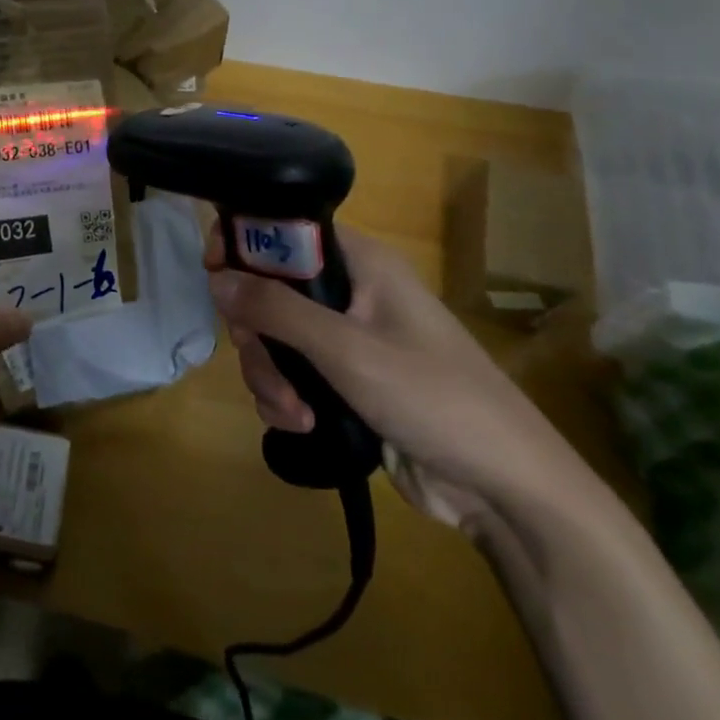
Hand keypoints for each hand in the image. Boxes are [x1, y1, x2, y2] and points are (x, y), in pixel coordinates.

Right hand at [207, 225, 597, 534]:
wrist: (504, 488)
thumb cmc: (434, 398)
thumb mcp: (347, 350)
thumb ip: (276, 309)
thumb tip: (216, 278)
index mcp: (361, 264)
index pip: (286, 230)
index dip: (245, 245)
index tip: (215, 274)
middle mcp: (350, 293)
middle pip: (269, 290)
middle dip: (256, 332)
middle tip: (262, 359)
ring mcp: (346, 339)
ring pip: (273, 337)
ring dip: (269, 374)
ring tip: (294, 411)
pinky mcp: (343, 382)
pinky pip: (290, 374)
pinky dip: (284, 398)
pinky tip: (301, 424)